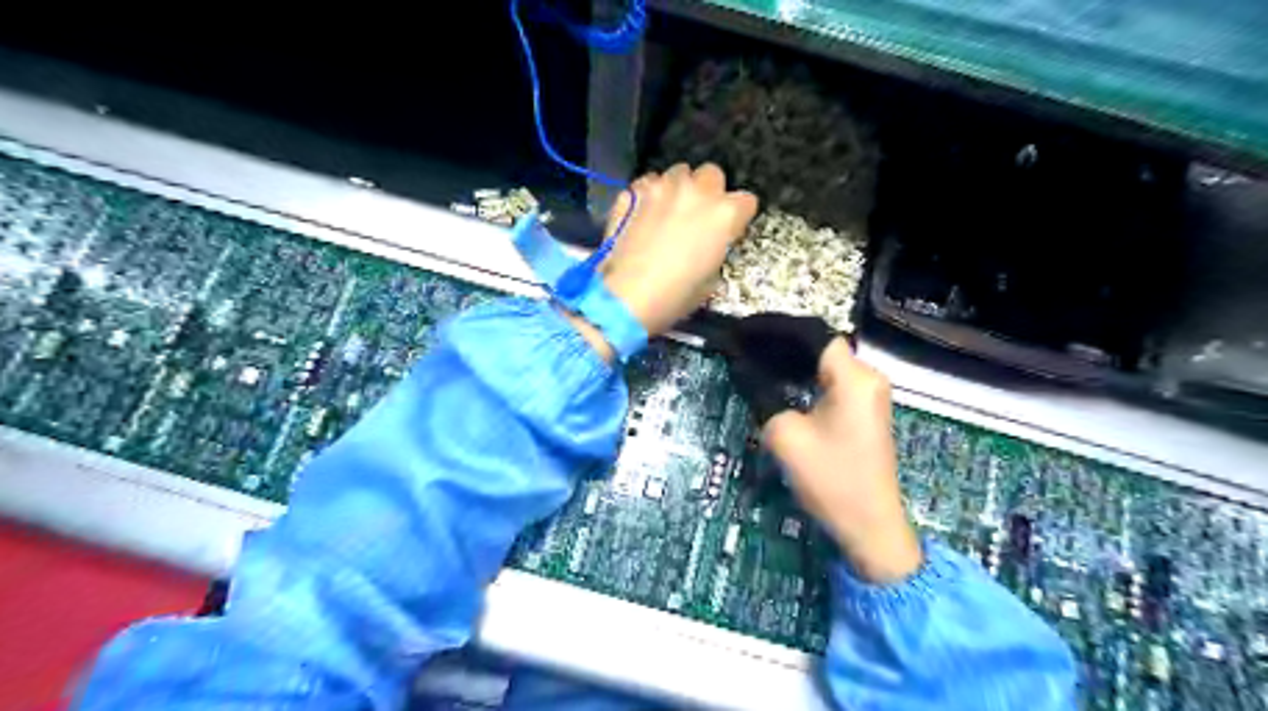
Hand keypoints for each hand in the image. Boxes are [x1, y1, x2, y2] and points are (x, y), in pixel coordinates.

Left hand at [602, 165, 756, 335]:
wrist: (629, 296)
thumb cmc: (677, 295)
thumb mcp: (711, 280)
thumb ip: (715, 250)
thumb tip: (707, 245)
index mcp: (725, 214)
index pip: (746, 201)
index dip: (737, 216)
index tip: (728, 230)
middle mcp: (698, 190)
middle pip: (712, 174)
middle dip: (709, 191)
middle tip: (698, 215)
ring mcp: (663, 186)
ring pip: (679, 173)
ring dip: (679, 188)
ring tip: (668, 211)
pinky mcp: (634, 191)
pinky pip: (648, 182)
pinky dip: (649, 193)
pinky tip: (643, 213)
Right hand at [761, 339, 923, 583]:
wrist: (870, 526)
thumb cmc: (830, 480)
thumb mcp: (785, 436)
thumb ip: (762, 394)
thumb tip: (743, 369)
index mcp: (854, 377)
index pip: (813, 335)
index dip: (776, 329)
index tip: (743, 332)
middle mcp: (868, 377)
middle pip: (820, 346)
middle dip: (780, 344)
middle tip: (743, 346)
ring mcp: (870, 395)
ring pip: (825, 364)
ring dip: (792, 361)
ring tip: (754, 359)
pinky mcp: (865, 411)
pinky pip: (831, 382)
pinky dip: (805, 378)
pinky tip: (779, 381)